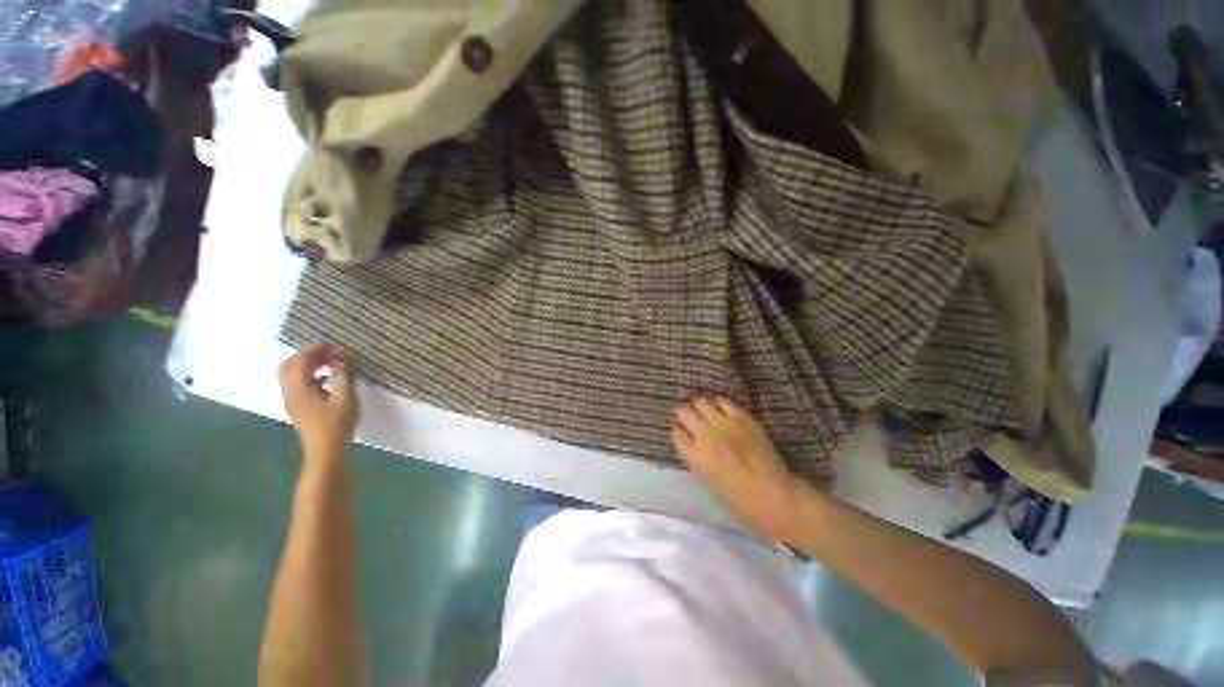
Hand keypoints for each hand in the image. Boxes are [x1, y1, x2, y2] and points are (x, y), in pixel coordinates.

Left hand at [278, 344, 358, 462]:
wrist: (325, 452)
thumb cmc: (337, 425)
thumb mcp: (346, 399)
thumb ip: (344, 376)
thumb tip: (344, 358)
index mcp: (299, 389)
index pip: (300, 360)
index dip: (317, 349)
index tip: (337, 347)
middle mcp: (290, 392)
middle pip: (289, 365)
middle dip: (309, 355)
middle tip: (331, 354)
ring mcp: (292, 400)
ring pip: (292, 374)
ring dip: (309, 365)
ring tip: (332, 364)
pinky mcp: (298, 407)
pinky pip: (297, 383)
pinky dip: (310, 375)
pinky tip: (328, 380)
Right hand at [671, 396, 807, 542]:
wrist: (774, 494)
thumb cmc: (737, 498)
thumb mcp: (706, 480)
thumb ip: (694, 456)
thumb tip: (689, 440)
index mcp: (695, 456)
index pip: (676, 432)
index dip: (678, 431)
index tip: (682, 432)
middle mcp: (706, 435)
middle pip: (684, 412)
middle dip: (683, 414)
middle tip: (689, 419)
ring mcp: (725, 424)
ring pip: (701, 401)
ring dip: (699, 406)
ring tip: (704, 412)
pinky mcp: (743, 417)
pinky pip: (723, 401)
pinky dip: (718, 403)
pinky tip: (720, 410)